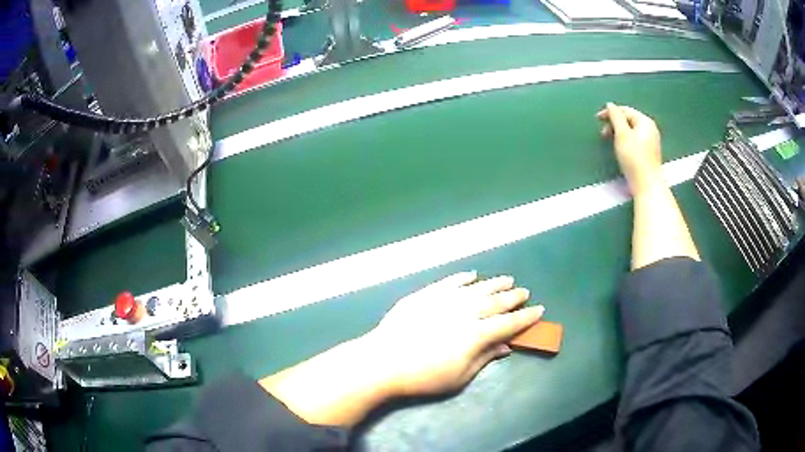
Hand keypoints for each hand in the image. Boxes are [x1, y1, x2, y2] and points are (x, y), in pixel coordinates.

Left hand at [368, 271, 543, 396]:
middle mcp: (465, 312)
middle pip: (496, 302)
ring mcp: (445, 300)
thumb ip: (485, 358)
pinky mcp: (426, 294)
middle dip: (513, 297)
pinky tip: (472, 275)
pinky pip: (449, 282)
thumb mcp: (460, 376)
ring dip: (494, 284)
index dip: (526, 317)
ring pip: (476, 288)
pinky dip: (463, 277)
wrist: (383, 361)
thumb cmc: (423, 377)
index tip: (539, 310)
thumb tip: (506, 346)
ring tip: (507, 280)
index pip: (509, 323)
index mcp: (477, 334)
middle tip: (524, 292)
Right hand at [597, 103, 663, 194]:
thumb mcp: (622, 134)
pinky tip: (621, 149)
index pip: (625, 110)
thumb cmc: (634, 158)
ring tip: (610, 141)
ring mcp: (651, 141)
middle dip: (615, 123)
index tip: (597, 119)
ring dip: (619, 132)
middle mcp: (650, 128)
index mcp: (645, 121)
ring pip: (632, 130)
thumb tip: (610, 105)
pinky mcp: (650, 153)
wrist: (647, 185)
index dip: (610, 112)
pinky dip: (626, 140)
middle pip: (629, 119)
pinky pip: (635, 140)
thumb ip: (615, 117)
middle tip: (603, 133)